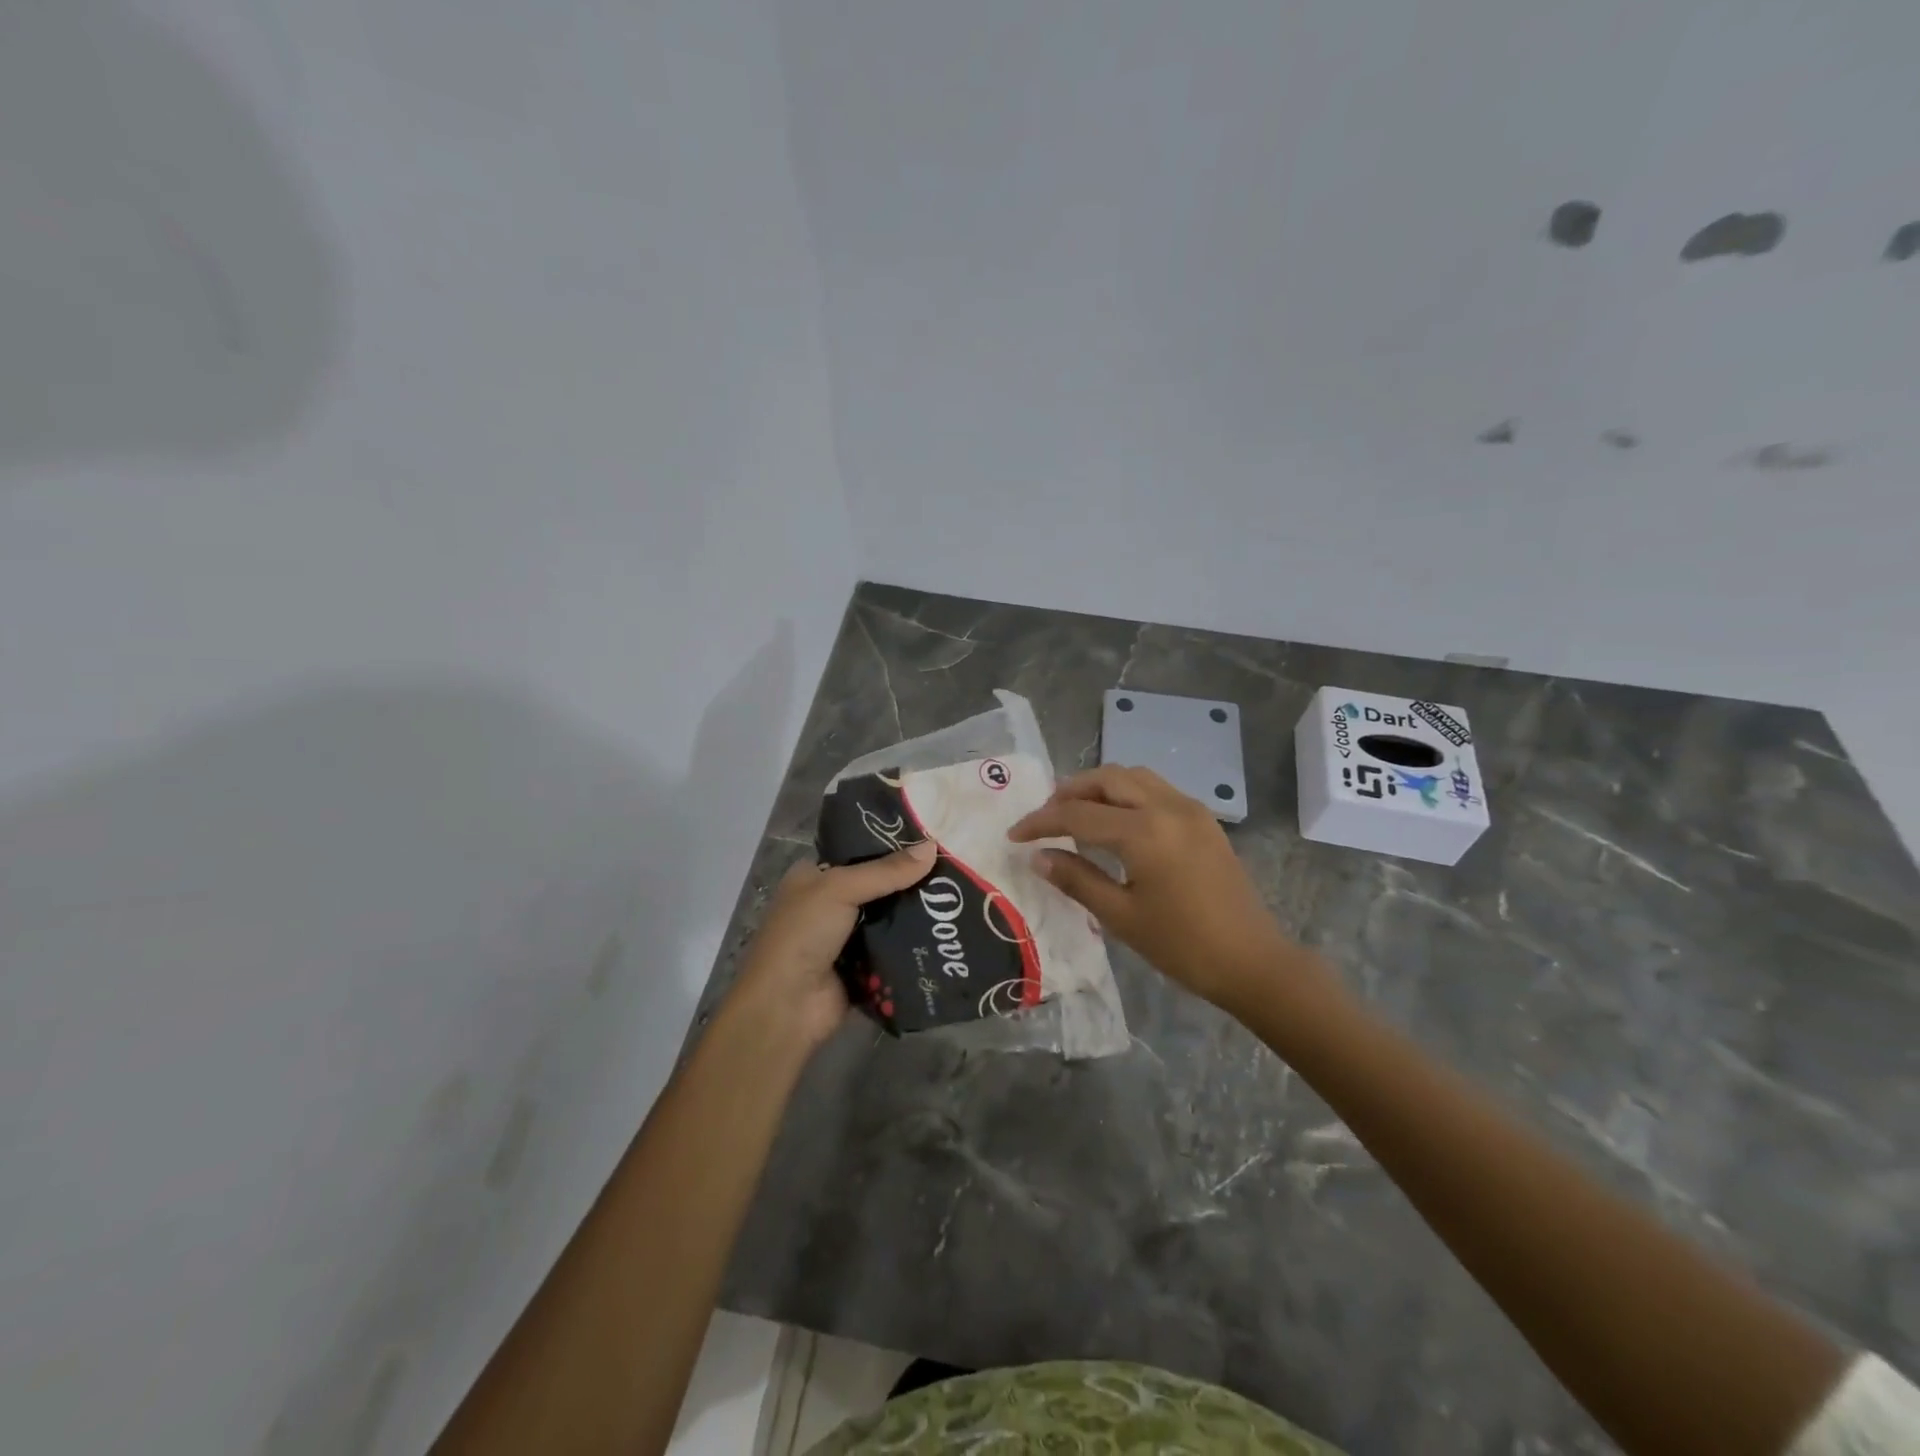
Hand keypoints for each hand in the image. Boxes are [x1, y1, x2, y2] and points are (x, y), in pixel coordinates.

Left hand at [726, 841, 937, 1054]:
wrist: (786, 1007)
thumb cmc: (803, 935)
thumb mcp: (840, 889)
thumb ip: (886, 871)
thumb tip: (933, 847)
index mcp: (813, 877)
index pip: (858, 852)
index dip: (890, 845)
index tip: (930, 839)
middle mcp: (828, 904)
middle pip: (877, 886)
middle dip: (909, 881)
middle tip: (951, 869)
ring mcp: (845, 939)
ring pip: (888, 918)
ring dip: (915, 913)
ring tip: (956, 898)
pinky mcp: (861, 968)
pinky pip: (894, 949)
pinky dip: (913, 944)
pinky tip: (945, 932)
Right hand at [1008, 765, 1297, 1008]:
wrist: (1252, 962)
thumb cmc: (1182, 945)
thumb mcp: (1121, 916)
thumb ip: (1076, 879)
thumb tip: (1038, 857)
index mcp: (1143, 832)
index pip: (1078, 815)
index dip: (1041, 822)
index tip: (1015, 835)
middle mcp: (1167, 807)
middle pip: (1107, 779)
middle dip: (1070, 791)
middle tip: (1045, 816)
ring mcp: (1190, 809)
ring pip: (1134, 777)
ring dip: (1100, 786)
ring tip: (1076, 811)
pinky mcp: (1204, 819)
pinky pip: (1156, 789)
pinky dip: (1127, 793)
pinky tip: (1115, 820)